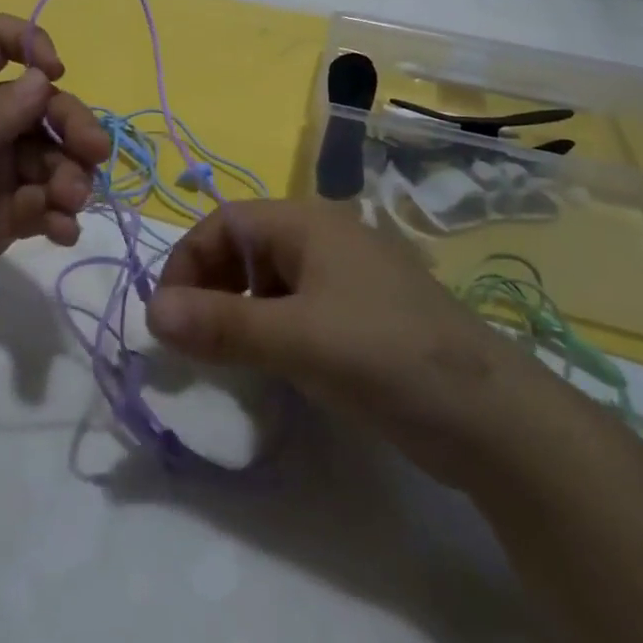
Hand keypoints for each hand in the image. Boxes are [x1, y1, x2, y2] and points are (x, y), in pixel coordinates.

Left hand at [0, 14, 111, 336]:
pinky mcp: (1, 219)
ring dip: (71, 175)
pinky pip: (44, 206)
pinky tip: (62, 231)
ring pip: (51, 158)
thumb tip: (46, 78)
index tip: (54, 73)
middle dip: (72, 123)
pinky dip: (60, 216)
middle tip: (93, 153)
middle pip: (42, 105)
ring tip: (70, 202)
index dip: (30, 43)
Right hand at [146, 199, 561, 481]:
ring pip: (270, 279)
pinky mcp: (362, 312)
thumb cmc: (386, 357)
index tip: (166, 318)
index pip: (224, 223)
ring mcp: (348, 275)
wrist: (493, 419)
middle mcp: (325, 237)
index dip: (187, 263)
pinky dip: (271, 327)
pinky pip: (297, 306)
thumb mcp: (296, 340)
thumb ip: (221, 325)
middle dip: (210, 287)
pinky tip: (273, 363)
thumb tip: (150, 312)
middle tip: (193, 341)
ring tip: (227, 355)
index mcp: (309, 222)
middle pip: (245, 247)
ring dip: (238, 309)